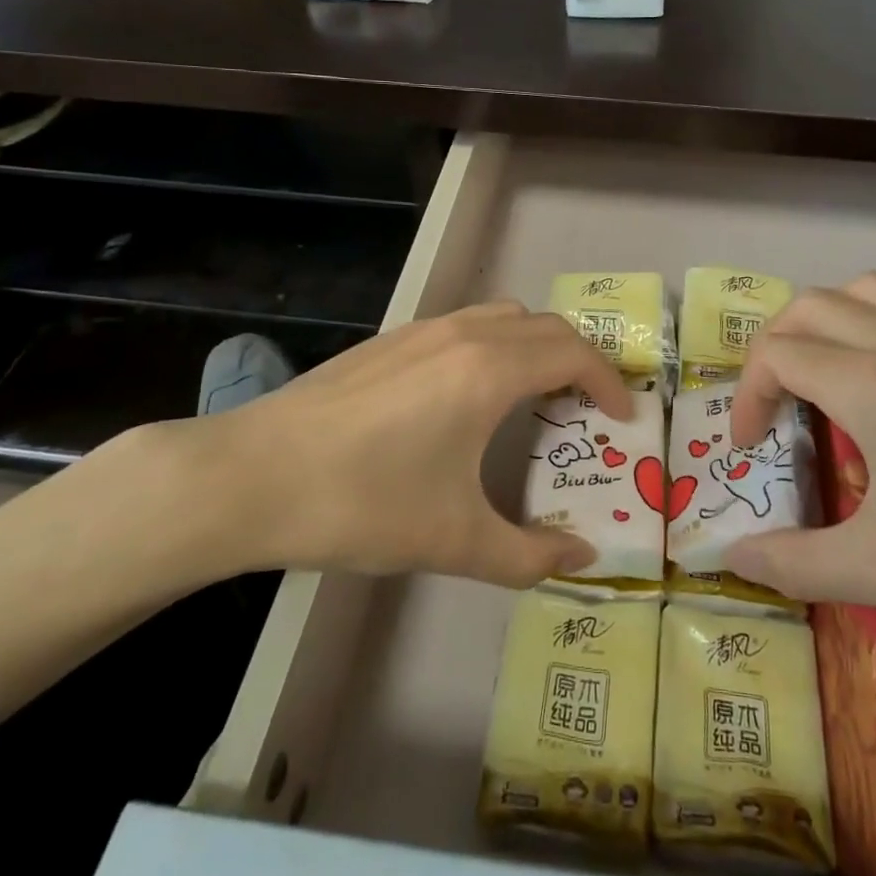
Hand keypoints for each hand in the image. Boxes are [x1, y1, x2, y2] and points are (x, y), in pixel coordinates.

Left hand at [158, 303, 632, 588]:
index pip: (574, 354)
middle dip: (580, 360)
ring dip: (535, 345)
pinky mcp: (390, 340)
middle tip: (588, 408)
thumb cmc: (362, 502)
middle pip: (546, 326)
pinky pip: (465, 324)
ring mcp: (422, 330)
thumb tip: (582, 559)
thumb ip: (528, 556)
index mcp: (489, 370)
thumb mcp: (453, 541)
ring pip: (503, 316)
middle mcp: (463, 334)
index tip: (623, 416)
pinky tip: (469, 395)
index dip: (609, 382)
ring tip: (536, 395)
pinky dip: (494, 344)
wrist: (253, 475)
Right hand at [724, 273, 875, 657]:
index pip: (777, 356)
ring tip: (832, 375)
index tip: (752, 448)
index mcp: (870, 382)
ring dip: (829, 322)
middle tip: (778, 404)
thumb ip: (797, 563)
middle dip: (775, 347)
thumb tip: (733, 556)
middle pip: (810, 306)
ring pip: (869, 291)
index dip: (748, 397)